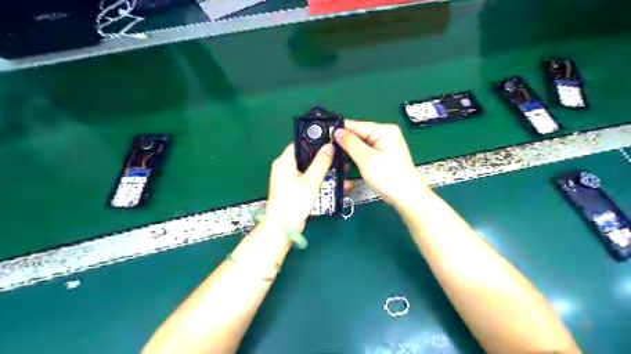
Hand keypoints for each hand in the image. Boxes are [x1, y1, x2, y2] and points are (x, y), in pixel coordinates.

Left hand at [264, 143, 334, 230]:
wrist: (283, 228)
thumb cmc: (294, 202)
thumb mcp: (310, 181)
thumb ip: (321, 163)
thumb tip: (329, 146)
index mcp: (284, 161)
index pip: (300, 143)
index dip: (316, 140)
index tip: (332, 140)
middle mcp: (285, 167)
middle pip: (307, 156)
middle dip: (325, 157)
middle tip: (341, 156)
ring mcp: (290, 178)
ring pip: (310, 168)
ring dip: (326, 170)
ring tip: (343, 169)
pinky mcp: (295, 188)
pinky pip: (310, 179)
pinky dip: (321, 179)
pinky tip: (337, 183)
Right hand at [335, 120, 428, 207]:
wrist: (407, 196)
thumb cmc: (388, 176)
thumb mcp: (366, 159)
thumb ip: (350, 143)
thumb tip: (337, 131)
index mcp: (384, 130)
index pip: (357, 125)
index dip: (340, 130)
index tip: (323, 135)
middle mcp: (385, 134)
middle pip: (359, 135)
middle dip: (344, 143)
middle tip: (327, 150)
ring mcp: (385, 146)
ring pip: (361, 145)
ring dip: (349, 152)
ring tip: (334, 158)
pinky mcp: (383, 156)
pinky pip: (366, 152)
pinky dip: (357, 157)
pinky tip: (347, 163)